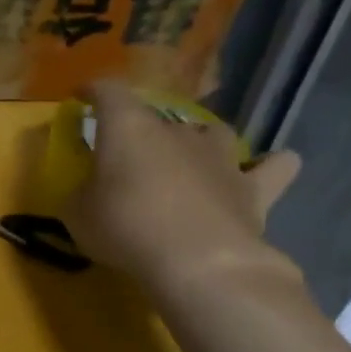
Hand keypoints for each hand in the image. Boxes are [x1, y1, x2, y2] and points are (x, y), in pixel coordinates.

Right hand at [64, 81, 301, 296]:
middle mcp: (177, 131)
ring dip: (200, 142)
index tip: (82, 96)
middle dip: (141, 133)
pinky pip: (273, 167)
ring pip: (214, 133)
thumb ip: (79, 194)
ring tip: (189, 159)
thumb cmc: (126, 228)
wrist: (198, 261)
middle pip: (158, 118)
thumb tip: (86, 191)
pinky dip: (270, 166)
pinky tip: (267, 168)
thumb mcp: (77, 215)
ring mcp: (221, 156)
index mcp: (129, 128)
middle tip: (128, 158)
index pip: (108, 92)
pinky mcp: (255, 187)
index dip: (94, 90)